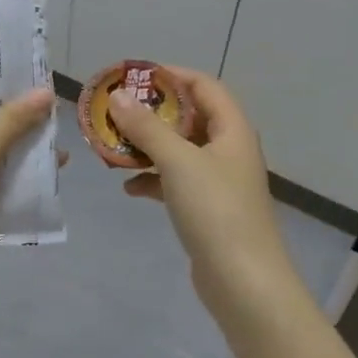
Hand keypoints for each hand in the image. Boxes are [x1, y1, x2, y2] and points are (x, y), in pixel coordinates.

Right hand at [109, 69, 299, 318]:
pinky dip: (153, 179)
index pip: (204, 86)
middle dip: (152, 113)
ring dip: (148, 147)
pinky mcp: (207, 209)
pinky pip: (176, 182)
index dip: (171, 75)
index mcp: (231, 130)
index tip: (134, 76)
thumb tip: (118, 96)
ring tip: (113, 147)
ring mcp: (218, 181)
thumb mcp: (178, 162)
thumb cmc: (215, 211)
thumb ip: (147, 127)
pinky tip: (128, 188)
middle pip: (189, 118)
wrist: (244, 281)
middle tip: (115, 111)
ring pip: (179, 151)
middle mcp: (228, 150)